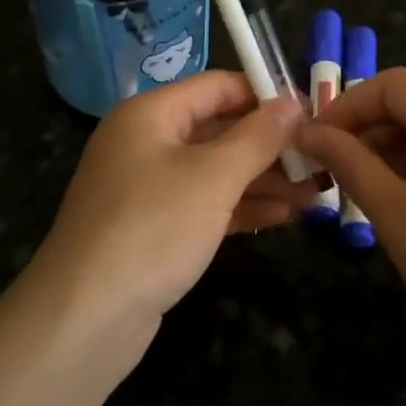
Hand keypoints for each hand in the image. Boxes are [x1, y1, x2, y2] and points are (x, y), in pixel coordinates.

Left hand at [29, 72, 312, 341]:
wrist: (84, 318)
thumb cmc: (152, 228)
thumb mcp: (213, 177)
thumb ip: (258, 137)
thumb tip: (293, 102)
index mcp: (151, 114)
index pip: (218, 86)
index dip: (265, 95)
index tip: (312, 112)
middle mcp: (147, 142)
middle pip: (219, 129)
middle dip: (270, 146)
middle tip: (321, 159)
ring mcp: (148, 187)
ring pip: (215, 171)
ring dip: (263, 179)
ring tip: (316, 192)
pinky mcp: (154, 227)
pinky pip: (204, 204)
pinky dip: (241, 207)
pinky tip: (284, 215)